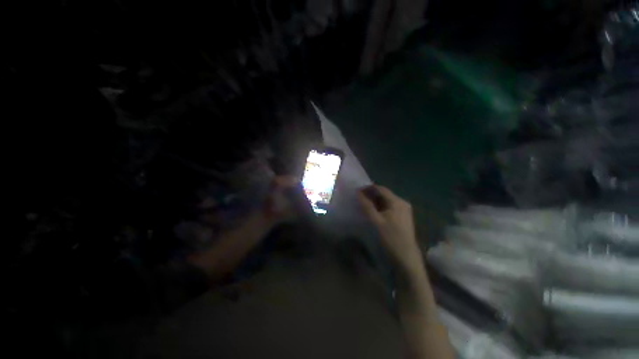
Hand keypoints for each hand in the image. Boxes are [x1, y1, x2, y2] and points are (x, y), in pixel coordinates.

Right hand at [357, 185, 421, 268]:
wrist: (406, 258)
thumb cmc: (390, 238)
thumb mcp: (375, 221)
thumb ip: (366, 205)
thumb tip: (358, 192)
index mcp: (397, 201)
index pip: (380, 189)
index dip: (368, 188)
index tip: (356, 191)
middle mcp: (402, 203)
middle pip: (384, 194)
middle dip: (371, 195)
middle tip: (358, 198)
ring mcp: (404, 210)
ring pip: (386, 201)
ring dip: (375, 201)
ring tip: (363, 204)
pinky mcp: (403, 217)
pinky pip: (389, 207)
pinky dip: (380, 207)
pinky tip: (373, 211)